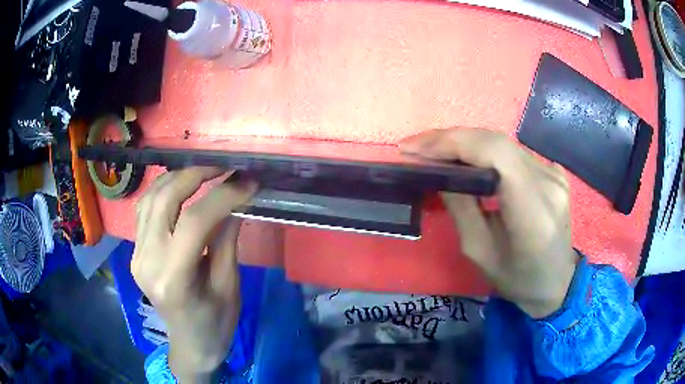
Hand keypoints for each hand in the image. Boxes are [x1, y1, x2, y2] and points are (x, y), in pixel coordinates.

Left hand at [131, 167, 256, 380]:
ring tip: (206, 171)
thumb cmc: (216, 324)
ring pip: (151, 197)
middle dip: (195, 174)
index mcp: (173, 279)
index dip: (224, 195)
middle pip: (165, 199)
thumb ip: (227, 239)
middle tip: (224, 166)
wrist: (190, 344)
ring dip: (178, 177)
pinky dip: (163, 190)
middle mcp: (147, 261)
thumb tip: (237, 199)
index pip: (195, 221)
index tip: (247, 181)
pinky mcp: (135, 251)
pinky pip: (145, 209)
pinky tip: (181, 186)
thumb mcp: (228, 286)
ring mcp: (137, 254)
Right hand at [401, 128, 577, 318]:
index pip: (496, 156)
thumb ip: (461, 208)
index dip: (454, 143)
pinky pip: (513, 152)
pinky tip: (466, 158)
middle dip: (451, 139)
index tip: (415, 149)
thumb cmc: (517, 279)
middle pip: (497, 142)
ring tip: (433, 151)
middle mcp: (549, 185)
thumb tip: (439, 172)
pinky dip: (485, 150)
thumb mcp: (479, 253)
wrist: (557, 281)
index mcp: (533, 214)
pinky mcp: (554, 171)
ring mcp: (555, 174)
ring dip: (465, 142)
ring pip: (503, 143)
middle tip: (416, 147)